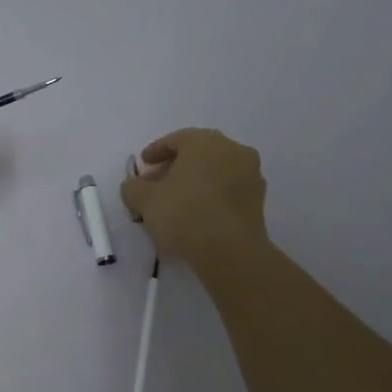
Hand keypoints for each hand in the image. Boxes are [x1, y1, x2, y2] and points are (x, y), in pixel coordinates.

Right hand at [120, 128, 269, 270]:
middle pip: (197, 154)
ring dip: (194, 181)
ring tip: (175, 202)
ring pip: (214, 171)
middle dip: (174, 167)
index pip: (176, 140)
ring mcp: (250, 174)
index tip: (143, 165)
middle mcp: (232, 150)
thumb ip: (133, 187)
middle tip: (156, 184)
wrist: (230, 251)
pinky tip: (196, 214)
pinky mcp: (258, 199)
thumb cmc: (183, 214)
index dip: (155, 151)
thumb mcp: (144, 200)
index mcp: (204, 141)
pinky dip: (210, 195)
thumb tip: (135, 186)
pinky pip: (227, 189)